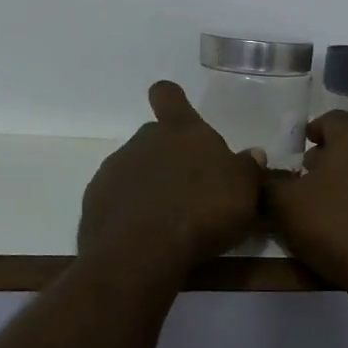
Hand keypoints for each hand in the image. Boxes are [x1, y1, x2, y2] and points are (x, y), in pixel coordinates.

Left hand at [78, 81, 265, 278]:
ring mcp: (114, 170)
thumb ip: (248, 169)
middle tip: (192, 188)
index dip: (172, 100)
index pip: (168, 95)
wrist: (141, 251)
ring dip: (150, 187)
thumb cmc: (201, 210)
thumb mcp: (244, 191)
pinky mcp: (94, 202)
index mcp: (180, 130)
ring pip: (135, 170)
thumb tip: (253, 155)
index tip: (177, 111)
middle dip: (170, 158)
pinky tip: (146, 236)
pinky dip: (130, 213)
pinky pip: (117, 200)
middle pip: (155, 138)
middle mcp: (143, 141)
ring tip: (171, 220)